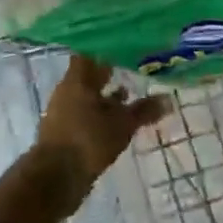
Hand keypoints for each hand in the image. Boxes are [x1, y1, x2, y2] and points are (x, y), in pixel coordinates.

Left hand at [35, 55, 167, 200]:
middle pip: (89, 75)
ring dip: (106, 94)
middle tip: (132, 64)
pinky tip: (116, 120)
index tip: (125, 43)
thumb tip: (168, 99)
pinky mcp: (65, 132)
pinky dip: (100, 113)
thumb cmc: (88, 140)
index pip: (90, 52)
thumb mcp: (122, 124)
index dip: (106, 46)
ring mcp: (63, 112)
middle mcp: (67, 91)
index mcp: (77, 80)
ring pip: (88, 96)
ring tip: (129, 92)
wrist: (55, 179)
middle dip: (109, 71)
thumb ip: (144, 110)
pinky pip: (86, 114)